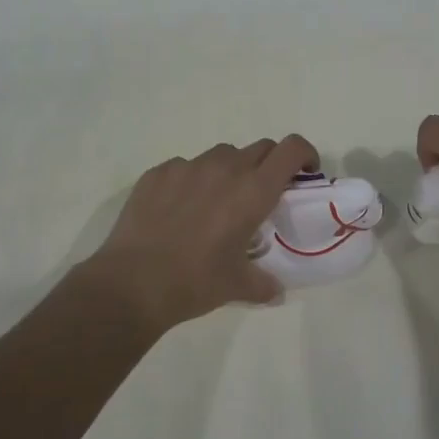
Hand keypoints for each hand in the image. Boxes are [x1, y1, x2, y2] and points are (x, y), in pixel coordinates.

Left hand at [74, 136, 319, 331]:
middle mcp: (225, 168)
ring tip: (217, 202)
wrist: (133, 283)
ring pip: (222, 154)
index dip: (305, 154)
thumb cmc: (195, 282)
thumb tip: (276, 291)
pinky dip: (192, 180)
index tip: (305, 173)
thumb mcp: (238, 286)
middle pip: (260, 148)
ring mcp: (188, 166)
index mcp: (253, 191)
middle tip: (262, 194)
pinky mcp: (158, 172)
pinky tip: (180, 209)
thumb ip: (264, 283)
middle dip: (269, 165)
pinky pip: (185, 166)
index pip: (291, 149)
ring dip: (230, 170)